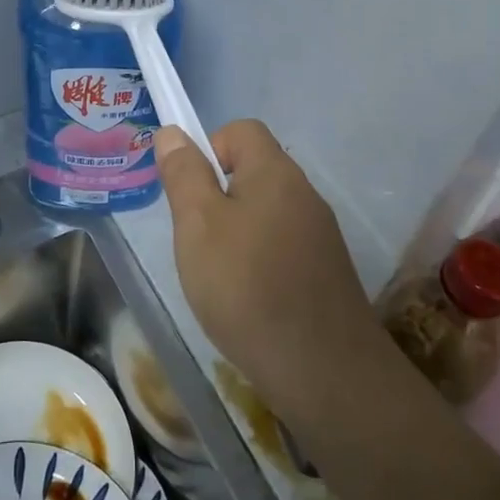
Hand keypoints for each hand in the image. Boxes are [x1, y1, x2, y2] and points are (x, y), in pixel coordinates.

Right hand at [155, 120, 381, 415]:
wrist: (323, 369)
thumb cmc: (247, 286)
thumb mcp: (198, 225)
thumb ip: (184, 174)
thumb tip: (173, 132)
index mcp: (275, 172)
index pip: (241, 130)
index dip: (208, 149)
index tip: (190, 194)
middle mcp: (304, 193)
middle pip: (253, 171)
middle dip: (217, 196)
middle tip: (197, 239)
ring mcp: (320, 234)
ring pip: (266, 211)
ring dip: (236, 231)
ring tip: (219, 275)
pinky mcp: (326, 270)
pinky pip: (282, 245)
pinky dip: (259, 260)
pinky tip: (248, 300)